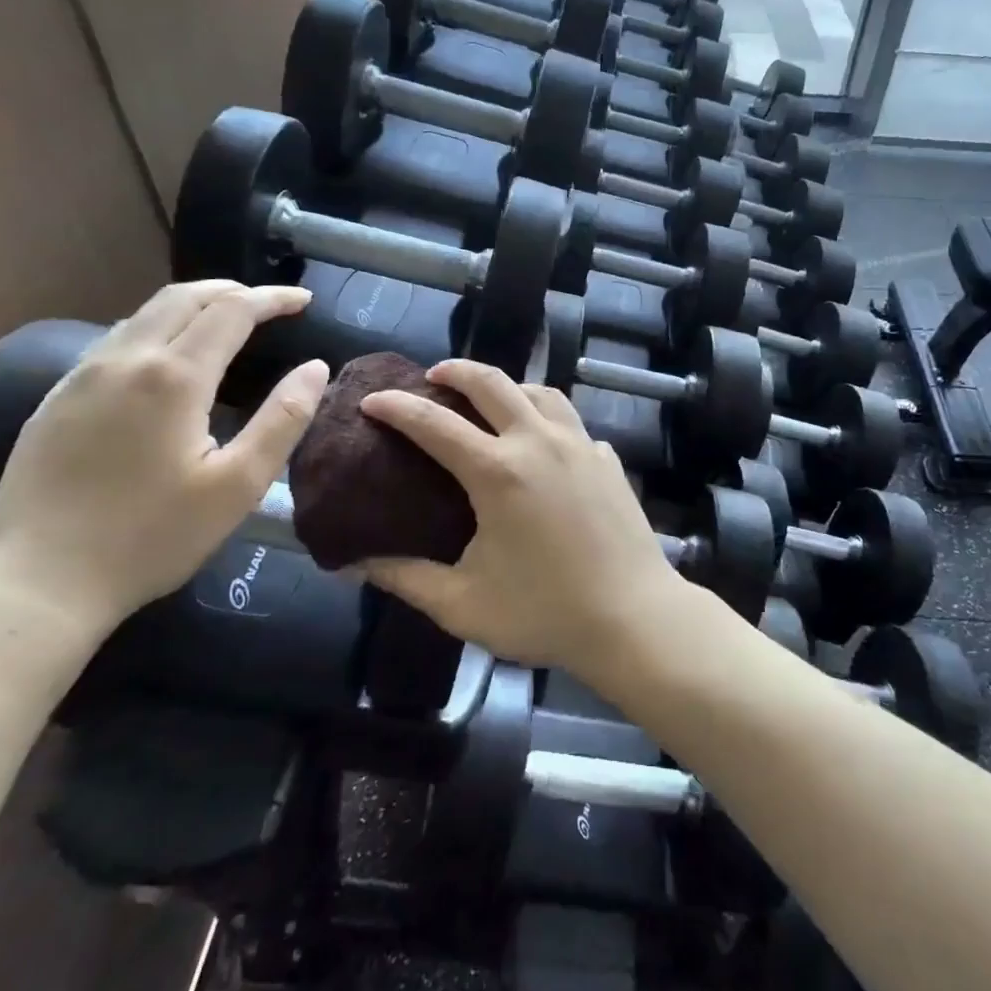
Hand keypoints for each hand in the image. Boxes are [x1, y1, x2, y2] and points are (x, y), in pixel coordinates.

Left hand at [0, 281, 328, 630]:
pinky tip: (168, 358)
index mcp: (173, 378)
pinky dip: (157, 328)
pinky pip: (115, 340)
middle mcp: (124, 360)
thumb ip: (283, 420)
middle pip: (183, 298)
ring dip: (193, 305)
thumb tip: (316, 368)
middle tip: (270, 303)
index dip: (271, 299)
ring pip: (144, 314)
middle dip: (232, 291)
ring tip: (227, 321)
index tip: (304, 300)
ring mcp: (81, 377)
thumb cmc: (152, 537)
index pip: (231, 311)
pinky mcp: (56, 399)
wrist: (37, 582)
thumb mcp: (239, 486)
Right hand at [359, 359, 685, 676]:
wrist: (635, 619)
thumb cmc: (545, 614)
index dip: (397, 408)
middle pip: (493, 383)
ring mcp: (581, 446)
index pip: (435, 423)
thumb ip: (405, 578)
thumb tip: (356, 563)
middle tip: (432, 377)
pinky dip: (547, 418)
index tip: (372, 401)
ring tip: (489, 401)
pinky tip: (542, 443)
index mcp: (499, 472)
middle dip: (456, 371)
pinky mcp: (608, 460)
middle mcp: (540, 443)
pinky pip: (571, 423)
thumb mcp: (462, 604)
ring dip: (508, 386)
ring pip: (540, 392)